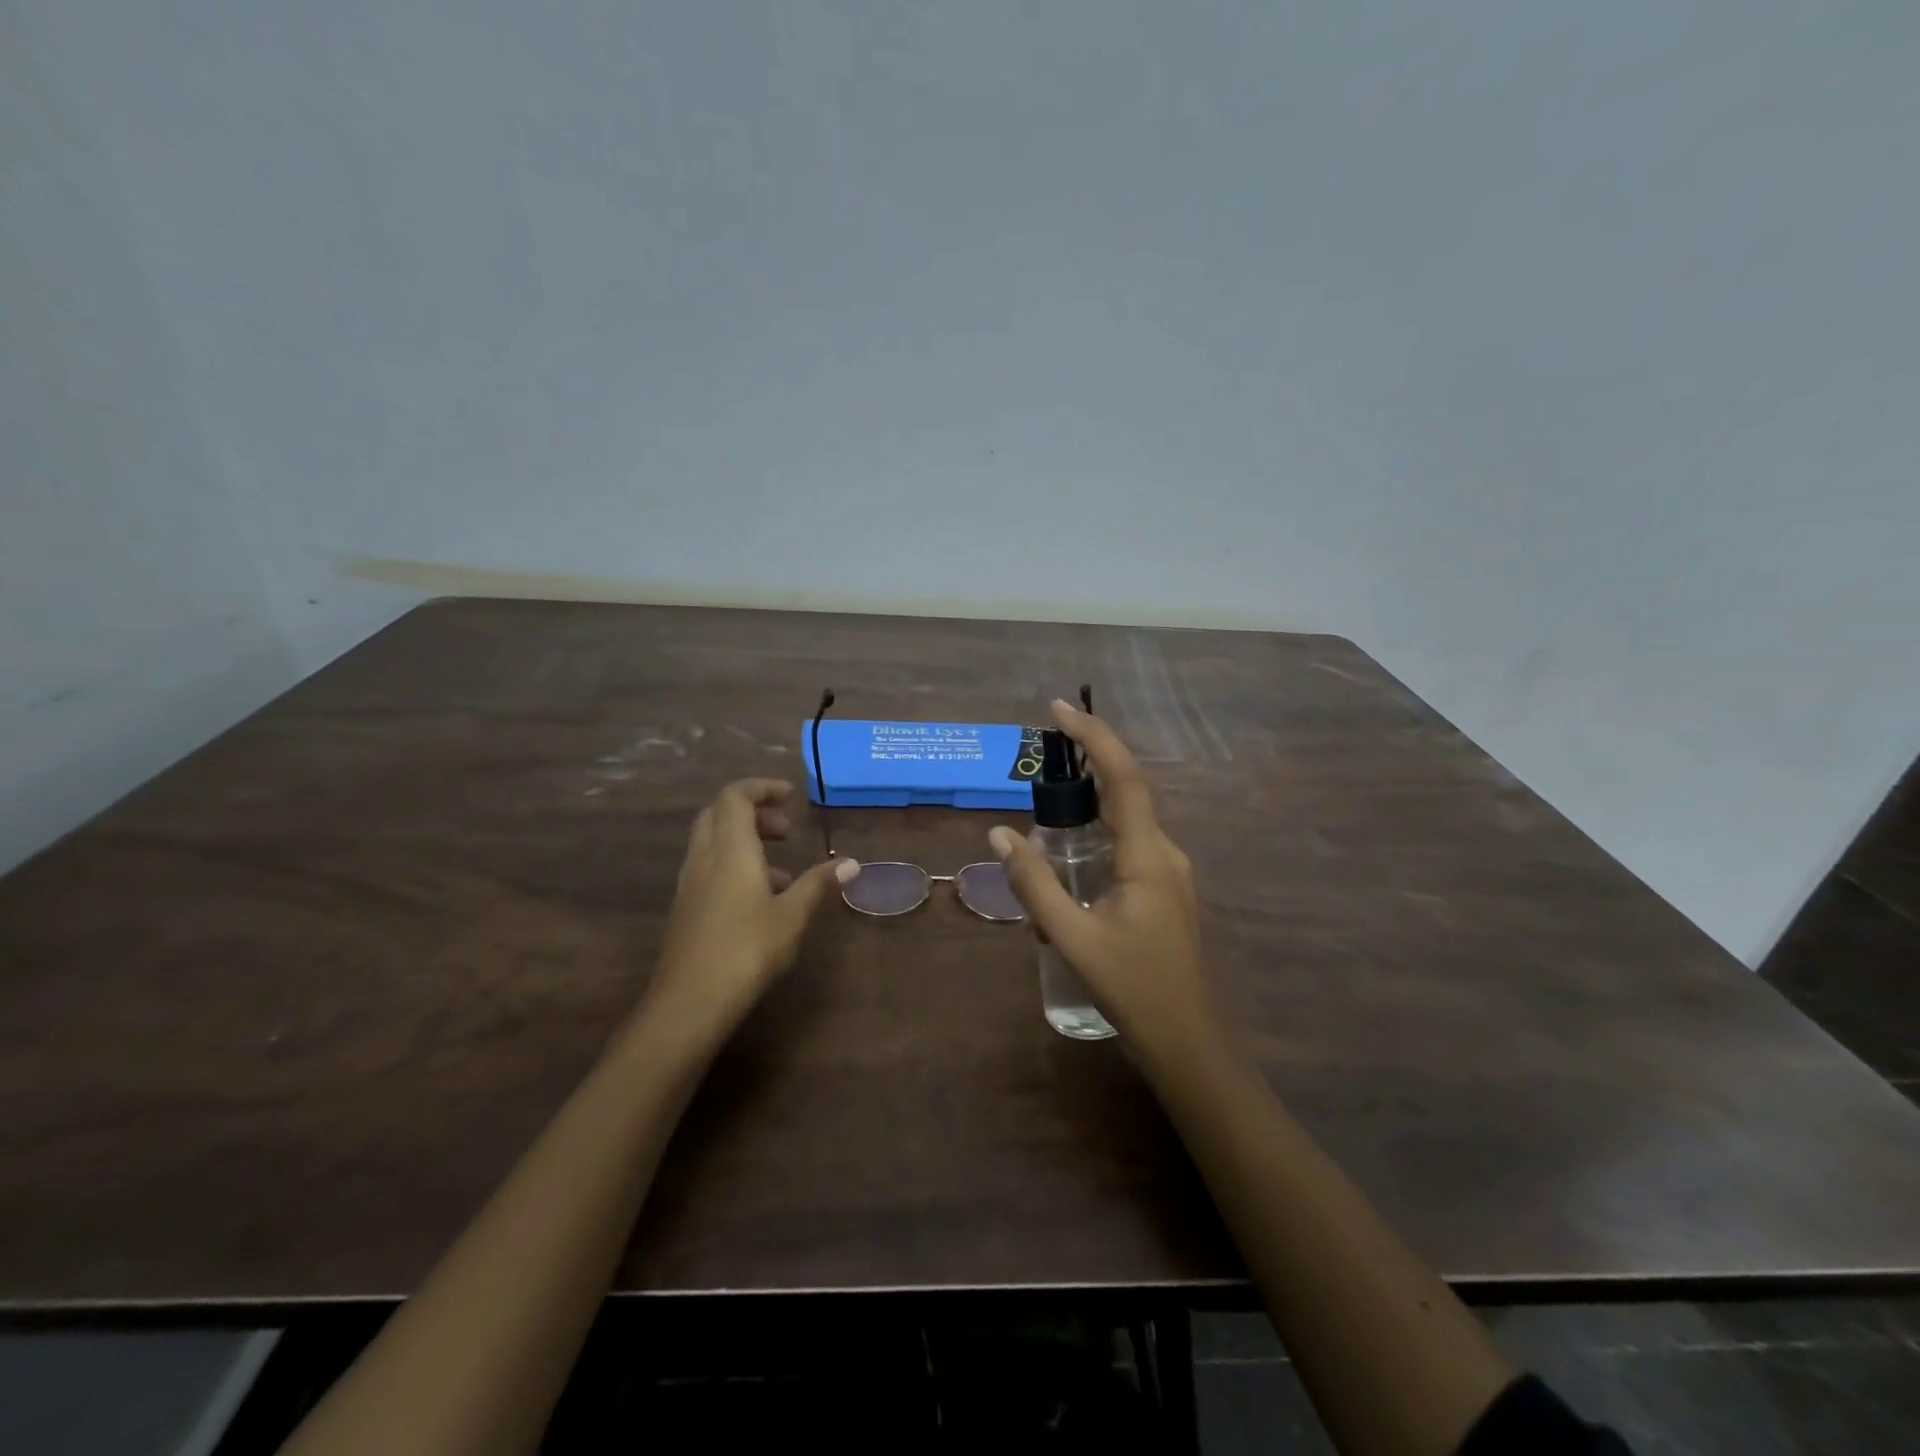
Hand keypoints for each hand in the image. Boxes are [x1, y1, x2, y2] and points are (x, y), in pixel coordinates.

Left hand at [652, 779, 856, 1026]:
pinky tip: (760, 900)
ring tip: (782, 871)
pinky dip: (734, 865)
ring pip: (713, 842)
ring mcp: (690, 883)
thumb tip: (851, 863)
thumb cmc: (746, 950)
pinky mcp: (685, 908)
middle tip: (786, 830)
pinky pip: (709, 868)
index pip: (736, 796)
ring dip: (745, 841)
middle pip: (720, 814)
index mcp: (730, 849)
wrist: (689, 1003)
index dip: (762, 788)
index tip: (790, 795)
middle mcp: (704, 858)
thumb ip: (818, 884)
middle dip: (754, 812)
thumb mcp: (792, 915)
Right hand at [988, 701, 1210, 1052]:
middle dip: (1086, 764)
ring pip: (1125, 822)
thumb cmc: (1133, 990)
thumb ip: (1035, 884)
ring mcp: (1168, 873)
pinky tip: (1068, 860)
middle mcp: (1164, 854)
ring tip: (1046, 806)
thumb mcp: (1073, 937)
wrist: (1187, 1043)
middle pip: (1125, 792)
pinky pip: (1128, 847)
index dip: (1094, 737)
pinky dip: (1097, 836)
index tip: (1060, 709)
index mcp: (1149, 856)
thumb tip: (1000, 835)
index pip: (1124, 778)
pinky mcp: (1163, 891)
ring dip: (1089, 805)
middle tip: (1041, 754)